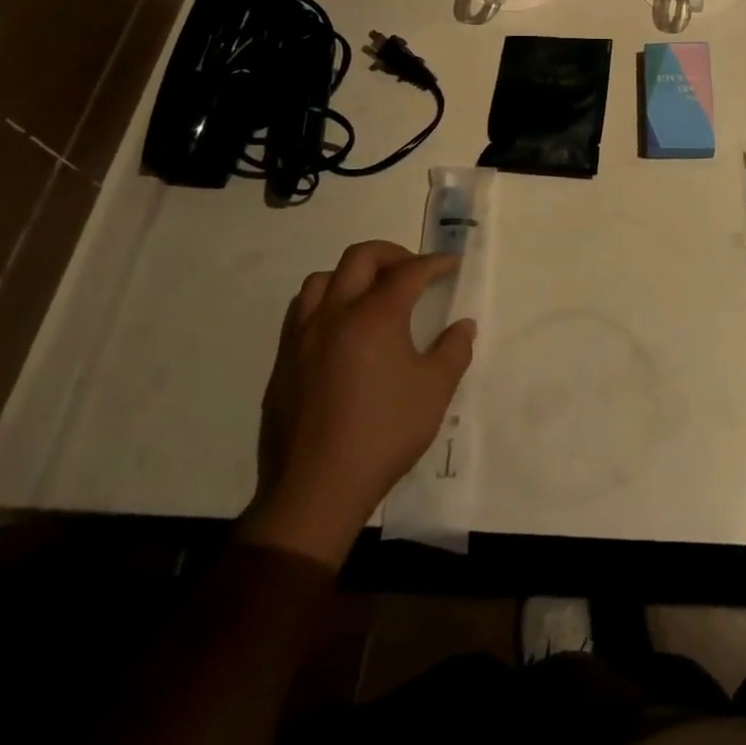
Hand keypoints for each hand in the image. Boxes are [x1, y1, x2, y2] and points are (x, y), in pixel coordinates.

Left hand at [240, 242, 474, 566]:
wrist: (315, 489)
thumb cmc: (383, 434)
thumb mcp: (435, 392)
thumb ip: (454, 350)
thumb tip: (462, 326)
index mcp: (374, 316)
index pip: (409, 272)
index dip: (435, 263)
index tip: (451, 264)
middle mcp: (335, 314)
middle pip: (361, 257)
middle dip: (392, 255)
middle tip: (413, 272)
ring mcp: (303, 336)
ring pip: (323, 279)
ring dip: (352, 275)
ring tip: (372, 294)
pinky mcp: (284, 361)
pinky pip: (302, 310)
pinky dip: (326, 302)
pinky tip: (341, 328)